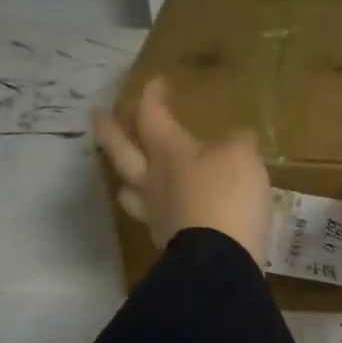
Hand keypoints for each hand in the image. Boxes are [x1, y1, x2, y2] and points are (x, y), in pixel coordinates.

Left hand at [96, 78, 272, 268]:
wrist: (219, 259)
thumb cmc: (227, 197)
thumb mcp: (242, 158)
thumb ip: (237, 143)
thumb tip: (237, 138)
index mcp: (168, 151)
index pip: (151, 115)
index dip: (152, 96)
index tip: (156, 83)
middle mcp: (153, 179)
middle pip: (121, 150)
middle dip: (110, 130)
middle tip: (99, 116)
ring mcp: (155, 213)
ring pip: (128, 190)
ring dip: (124, 177)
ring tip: (126, 173)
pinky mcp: (166, 242)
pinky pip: (152, 219)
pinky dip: (154, 210)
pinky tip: (164, 210)